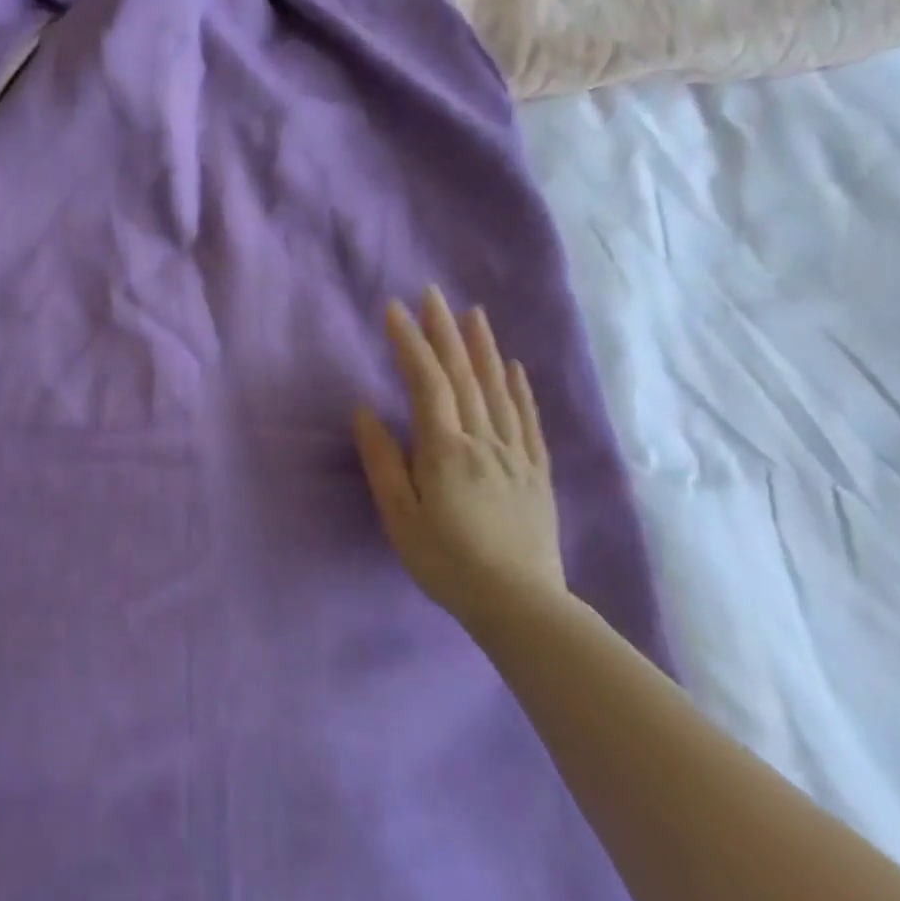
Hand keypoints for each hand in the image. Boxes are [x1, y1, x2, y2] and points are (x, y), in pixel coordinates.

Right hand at [353, 285, 566, 633]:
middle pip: (463, 375)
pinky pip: (527, 420)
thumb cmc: (447, 562)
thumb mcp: (400, 516)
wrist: (521, 607)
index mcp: (446, 450)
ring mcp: (515, 454)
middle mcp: (483, 441)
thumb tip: (364, 410)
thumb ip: (382, 460)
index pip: (426, 382)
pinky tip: (512, 367)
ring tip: (473, 313)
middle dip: (444, 331)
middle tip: (432, 293)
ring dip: (482, 347)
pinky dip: (518, 388)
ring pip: (497, 389)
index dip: (409, 342)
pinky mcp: (535, 472)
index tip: (393, 308)